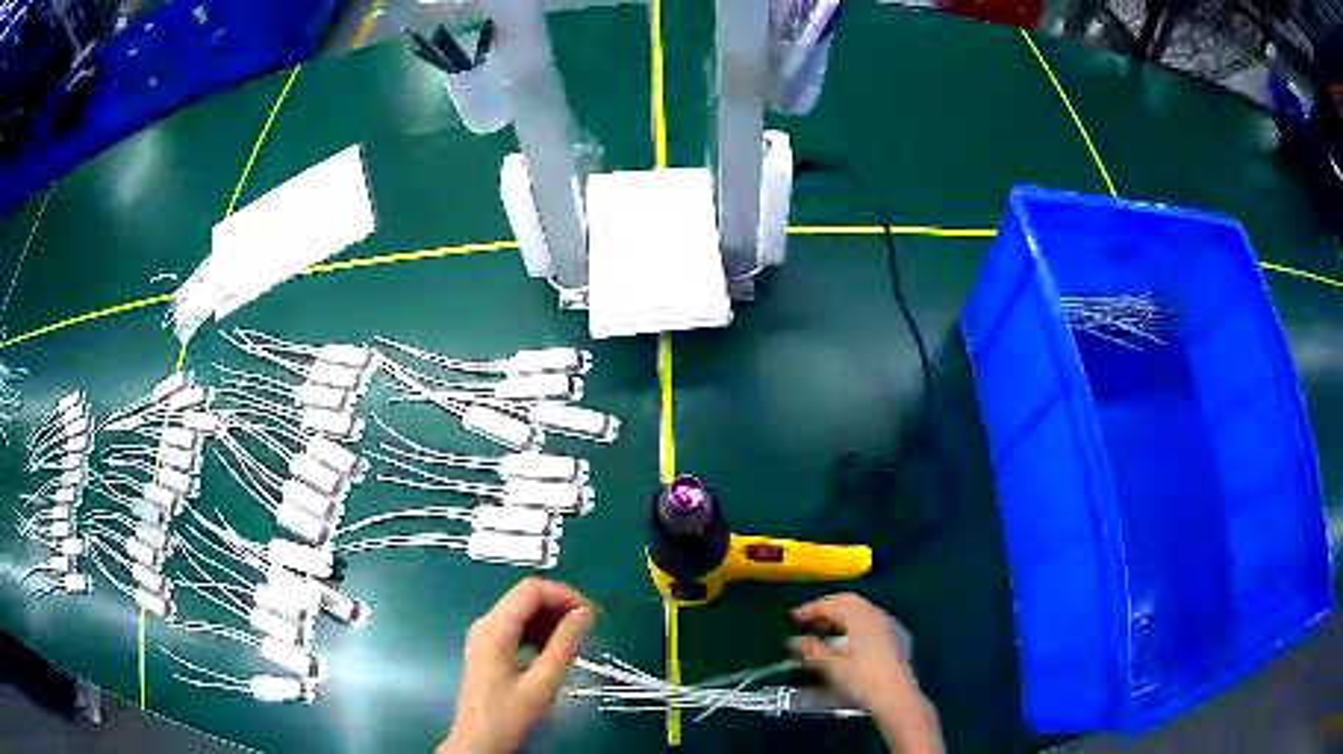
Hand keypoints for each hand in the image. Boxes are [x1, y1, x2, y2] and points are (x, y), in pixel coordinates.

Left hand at [440, 578, 594, 753]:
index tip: (592, 615)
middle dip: (560, 607)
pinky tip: (552, 653)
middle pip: (526, 598)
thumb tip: (584, 613)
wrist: (478, 742)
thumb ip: (565, 645)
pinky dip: (538, 633)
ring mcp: (484, 636)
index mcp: (495, 628)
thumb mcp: (543, 683)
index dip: (565, 595)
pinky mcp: (487, 649)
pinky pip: (516, 628)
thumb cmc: (509, 715)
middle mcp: (486, 624)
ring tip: (575, 644)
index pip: (531, 589)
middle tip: (589, 630)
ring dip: (551, 621)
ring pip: (522, 612)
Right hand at [790, 593, 943, 753]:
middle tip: (810, 622)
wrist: (896, 695)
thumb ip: (811, 650)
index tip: (793, 617)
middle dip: (827, 609)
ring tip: (825, 632)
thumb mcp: (830, 665)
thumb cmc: (861, 678)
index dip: (810, 609)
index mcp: (859, 616)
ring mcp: (888, 625)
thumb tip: (795, 641)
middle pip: (848, 602)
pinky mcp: (896, 637)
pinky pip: (870, 621)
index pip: (830, 604)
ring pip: (861, 611)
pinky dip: (854, 625)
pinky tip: (848, 643)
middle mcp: (875, 614)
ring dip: (841, 617)